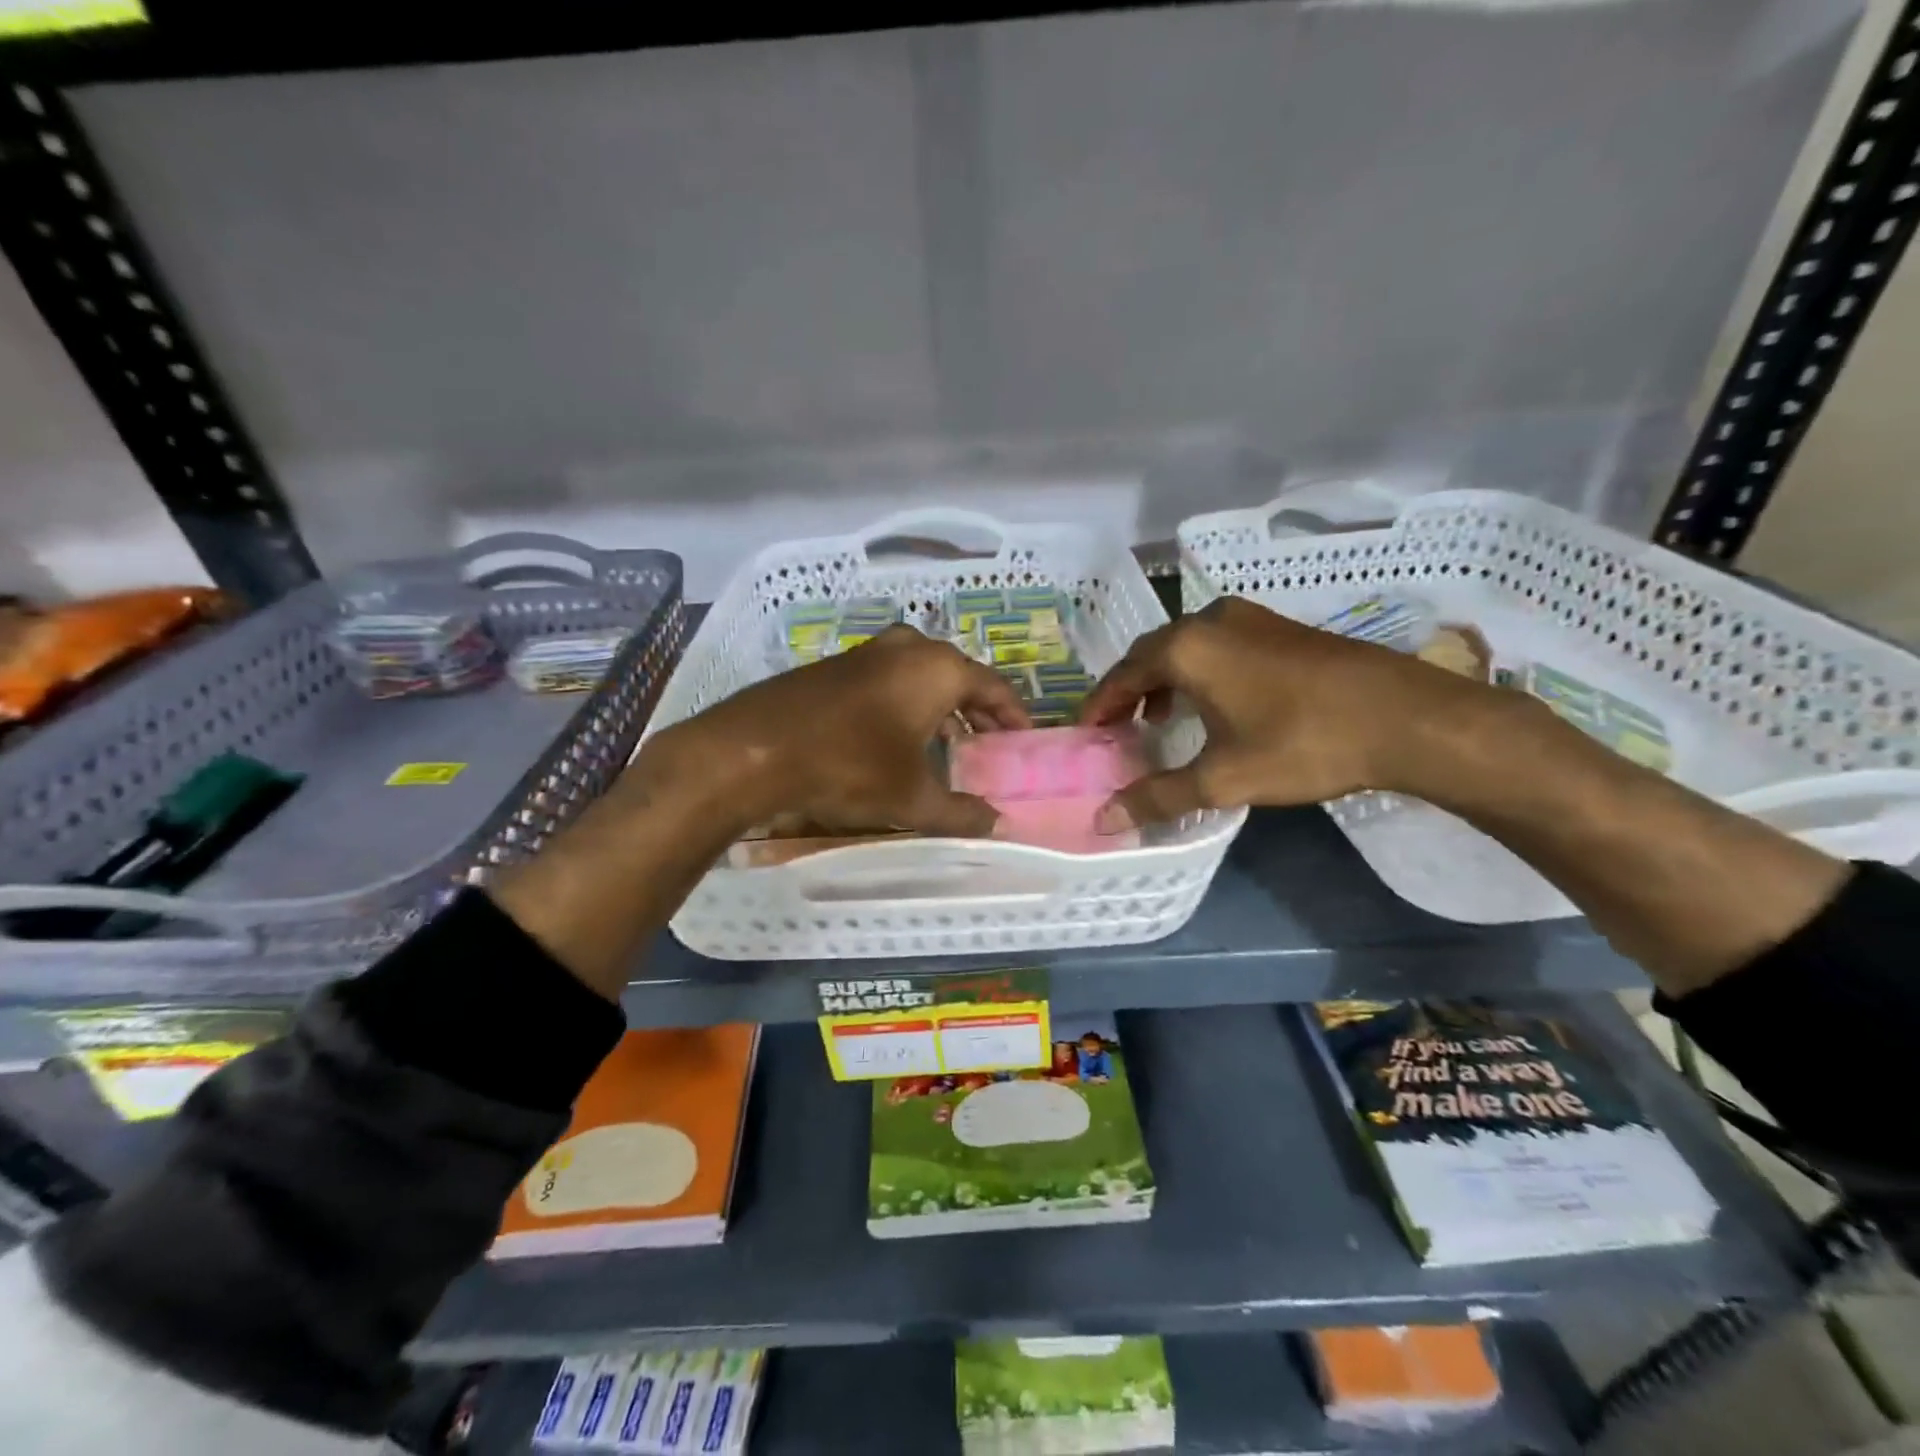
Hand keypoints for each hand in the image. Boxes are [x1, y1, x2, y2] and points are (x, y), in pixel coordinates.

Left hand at [638, 625, 1029, 837]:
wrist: (753, 750)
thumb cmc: (848, 767)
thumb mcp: (912, 798)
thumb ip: (961, 812)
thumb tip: (997, 825)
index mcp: (937, 668)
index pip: (993, 687)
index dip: (1013, 715)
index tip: (1023, 740)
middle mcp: (907, 648)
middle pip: (958, 677)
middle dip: (977, 711)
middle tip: (989, 744)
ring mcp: (867, 653)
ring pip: (920, 677)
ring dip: (940, 708)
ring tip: (949, 745)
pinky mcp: (835, 666)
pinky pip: (888, 681)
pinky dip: (906, 704)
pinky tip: (897, 739)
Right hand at [1080, 597, 1490, 828]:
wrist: (1406, 716)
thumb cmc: (1303, 743)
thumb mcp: (1224, 778)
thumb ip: (1158, 796)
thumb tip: (1104, 821)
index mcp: (1186, 647)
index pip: (1122, 674)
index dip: (1100, 705)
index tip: (1086, 733)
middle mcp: (1209, 621)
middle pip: (1150, 654)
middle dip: (1128, 690)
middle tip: (1116, 728)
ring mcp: (1249, 618)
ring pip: (1185, 646)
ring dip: (1163, 680)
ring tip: (1158, 719)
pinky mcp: (1278, 627)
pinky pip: (1216, 644)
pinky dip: (1197, 671)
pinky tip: (1212, 703)